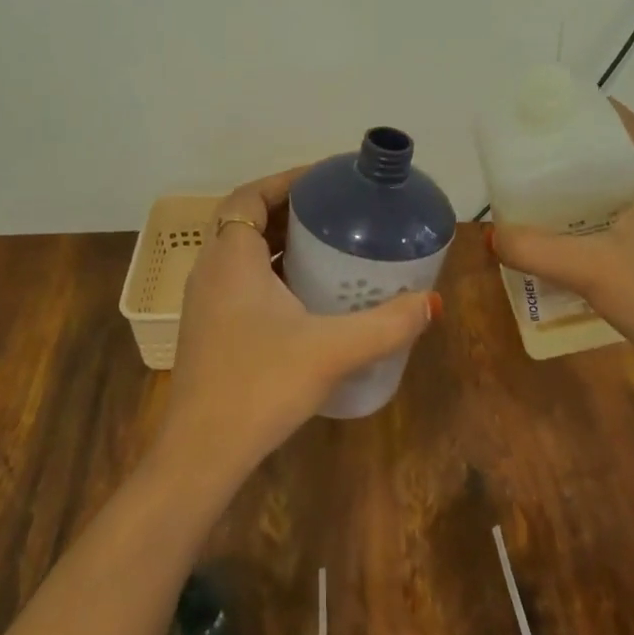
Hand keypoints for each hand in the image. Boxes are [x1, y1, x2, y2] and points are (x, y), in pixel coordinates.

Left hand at [156, 167, 440, 481]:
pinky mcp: (211, 330)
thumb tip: (431, 303)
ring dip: (280, 242)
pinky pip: (242, 282)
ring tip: (328, 246)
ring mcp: (206, 303)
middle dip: (290, 210)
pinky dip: (272, 273)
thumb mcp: (332, 350)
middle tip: (337, 212)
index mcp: (231, 258)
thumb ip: (386, 324)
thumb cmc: (260, 386)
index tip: (327, 180)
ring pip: (243, 253)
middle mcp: (211, 272)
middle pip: (247, 220)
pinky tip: (307, 296)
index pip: (250, 195)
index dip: (286, 180)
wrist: (202, 454)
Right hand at [486, 100, 633, 403]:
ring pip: (628, 189)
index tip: (546, 118)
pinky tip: (576, 235)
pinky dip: (605, 216)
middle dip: (579, 153)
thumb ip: (533, 249)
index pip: (624, 126)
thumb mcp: (588, 269)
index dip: (586, 116)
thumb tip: (491, 236)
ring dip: (592, 189)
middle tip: (534, 158)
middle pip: (622, 156)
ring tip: (546, 194)